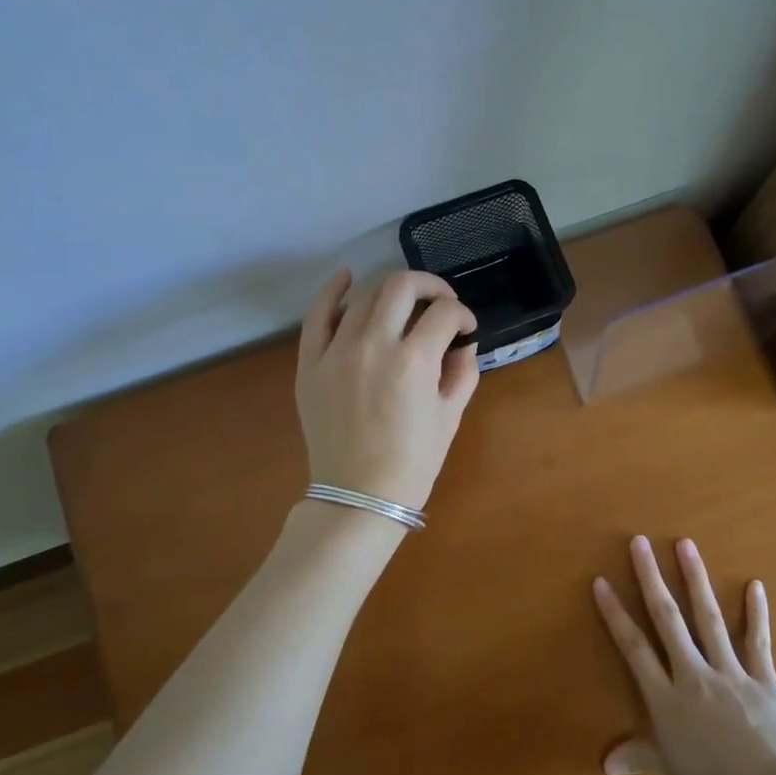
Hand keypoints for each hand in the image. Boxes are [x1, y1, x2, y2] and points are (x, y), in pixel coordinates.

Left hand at [296, 269, 479, 508]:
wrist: (358, 496)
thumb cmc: (413, 462)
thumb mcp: (451, 417)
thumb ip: (463, 372)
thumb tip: (463, 344)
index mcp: (414, 361)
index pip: (444, 314)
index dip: (462, 315)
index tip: (465, 328)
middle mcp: (374, 345)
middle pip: (402, 287)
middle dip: (430, 287)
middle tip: (439, 303)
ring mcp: (336, 351)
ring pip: (364, 297)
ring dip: (390, 294)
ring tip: (402, 306)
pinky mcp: (310, 363)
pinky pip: (317, 315)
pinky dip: (332, 291)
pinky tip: (346, 278)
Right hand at [593, 535, 775, 774]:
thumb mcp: (672, 771)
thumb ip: (640, 756)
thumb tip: (606, 764)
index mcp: (666, 699)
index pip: (634, 648)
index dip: (616, 614)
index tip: (602, 582)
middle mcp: (693, 676)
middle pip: (667, 619)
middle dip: (651, 578)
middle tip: (640, 542)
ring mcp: (730, 672)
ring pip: (708, 617)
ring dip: (696, 579)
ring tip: (686, 545)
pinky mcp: (763, 678)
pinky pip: (757, 640)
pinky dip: (757, 612)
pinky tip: (755, 584)